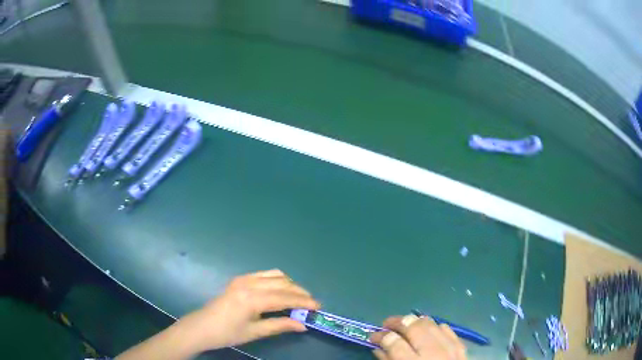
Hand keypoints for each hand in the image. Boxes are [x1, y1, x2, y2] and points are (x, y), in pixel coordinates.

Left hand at [177, 269, 319, 351]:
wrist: (202, 327)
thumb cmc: (228, 333)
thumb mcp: (255, 332)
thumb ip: (280, 325)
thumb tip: (303, 325)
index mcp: (253, 299)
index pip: (285, 297)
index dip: (304, 302)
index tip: (318, 307)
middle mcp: (249, 283)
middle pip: (282, 283)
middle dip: (300, 292)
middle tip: (311, 303)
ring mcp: (243, 279)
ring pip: (275, 275)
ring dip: (290, 284)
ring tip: (299, 297)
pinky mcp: (239, 279)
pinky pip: (264, 274)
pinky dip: (277, 280)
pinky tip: (281, 291)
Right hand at [370, 315, 466, 359]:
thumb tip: (378, 347)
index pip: (394, 342)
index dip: (381, 336)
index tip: (373, 336)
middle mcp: (433, 354)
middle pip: (414, 327)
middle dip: (397, 322)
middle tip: (386, 325)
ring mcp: (450, 348)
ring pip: (430, 323)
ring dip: (414, 321)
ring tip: (404, 324)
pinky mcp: (460, 346)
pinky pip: (446, 328)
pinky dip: (433, 326)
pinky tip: (425, 330)